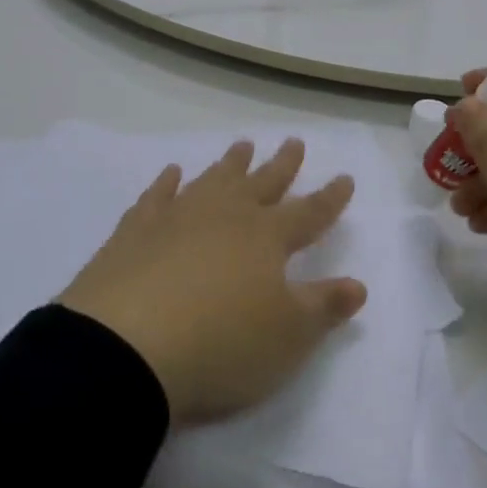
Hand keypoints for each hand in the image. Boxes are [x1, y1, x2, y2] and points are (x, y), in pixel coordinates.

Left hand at [59, 139, 367, 427]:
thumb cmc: (221, 345)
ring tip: (243, 145)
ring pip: (214, 179)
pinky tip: (172, 172)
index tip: (345, 176)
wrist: (128, 346)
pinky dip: (167, 182)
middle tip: (294, 141)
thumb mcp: (287, 337)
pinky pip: (157, 195)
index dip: (330, 198)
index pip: (309, 213)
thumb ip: (324, 307)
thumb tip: (358, 285)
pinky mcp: (136, 230)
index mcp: (267, 238)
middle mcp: (227, 215)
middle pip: (262, 183)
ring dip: (231, 164)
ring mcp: (179, 217)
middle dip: (282, 165)